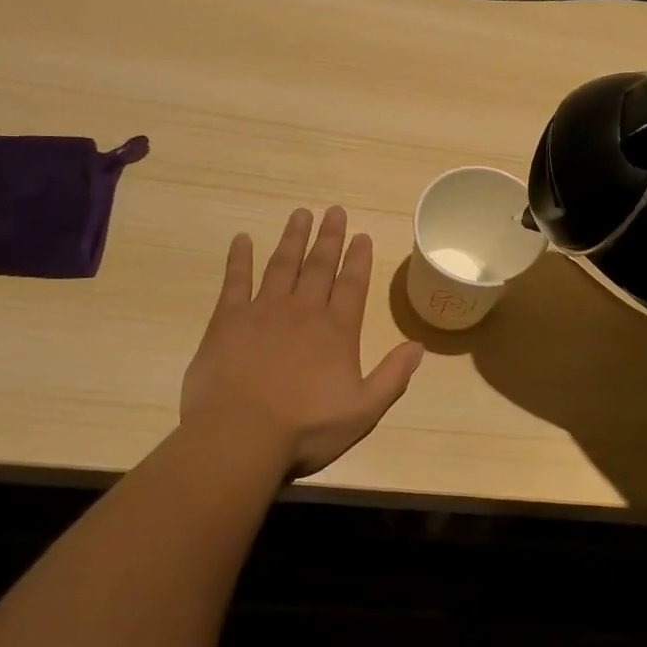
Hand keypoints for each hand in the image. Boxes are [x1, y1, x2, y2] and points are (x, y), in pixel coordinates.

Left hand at [180, 207, 423, 479]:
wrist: (239, 436)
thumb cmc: (305, 428)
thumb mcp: (363, 410)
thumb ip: (392, 377)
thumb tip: (418, 346)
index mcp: (337, 330)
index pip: (352, 284)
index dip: (358, 259)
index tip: (362, 235)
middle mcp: (303, 311)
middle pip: (319, 265)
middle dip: (329, 237)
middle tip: (334, 211)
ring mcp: (264, 311)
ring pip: (282, 265)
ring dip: (293, 238)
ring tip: (300, 214)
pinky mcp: (228, 320)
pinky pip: (235, 281)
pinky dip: (239, 258)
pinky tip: (242, 239)